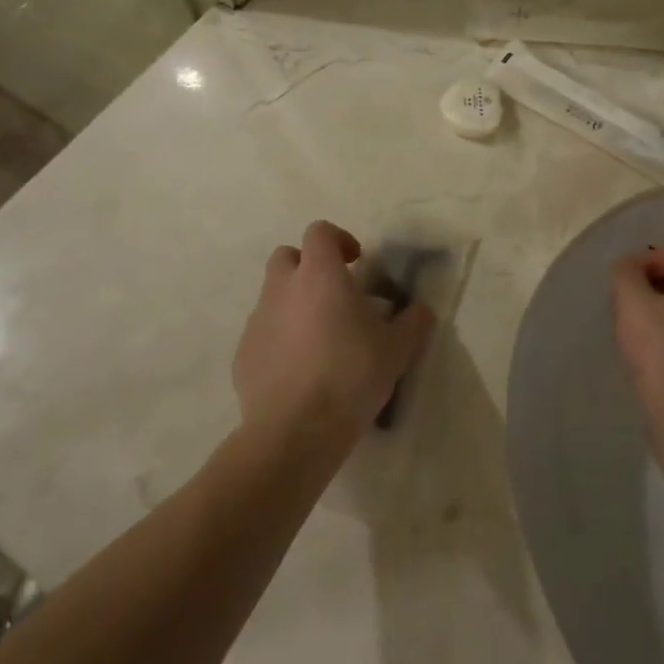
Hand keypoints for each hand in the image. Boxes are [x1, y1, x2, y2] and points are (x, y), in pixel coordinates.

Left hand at [233, 221, 432, 448]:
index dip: (339, 239)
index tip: (357, 262)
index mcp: (319, 274)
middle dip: (309, 268)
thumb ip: (413, 321)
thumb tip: (420, 310)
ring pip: (273, 297)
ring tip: (320, 340)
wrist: (295, 431)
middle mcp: (282, 288)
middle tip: (335, 296)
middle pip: (287, 257)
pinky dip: (280, 340)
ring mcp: (257, 321)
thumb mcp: (397, 349)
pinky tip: (300, 371)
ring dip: (294, 305)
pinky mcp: (242, 355)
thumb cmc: (351, 375)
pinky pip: (263, 334)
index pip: (320, 232)